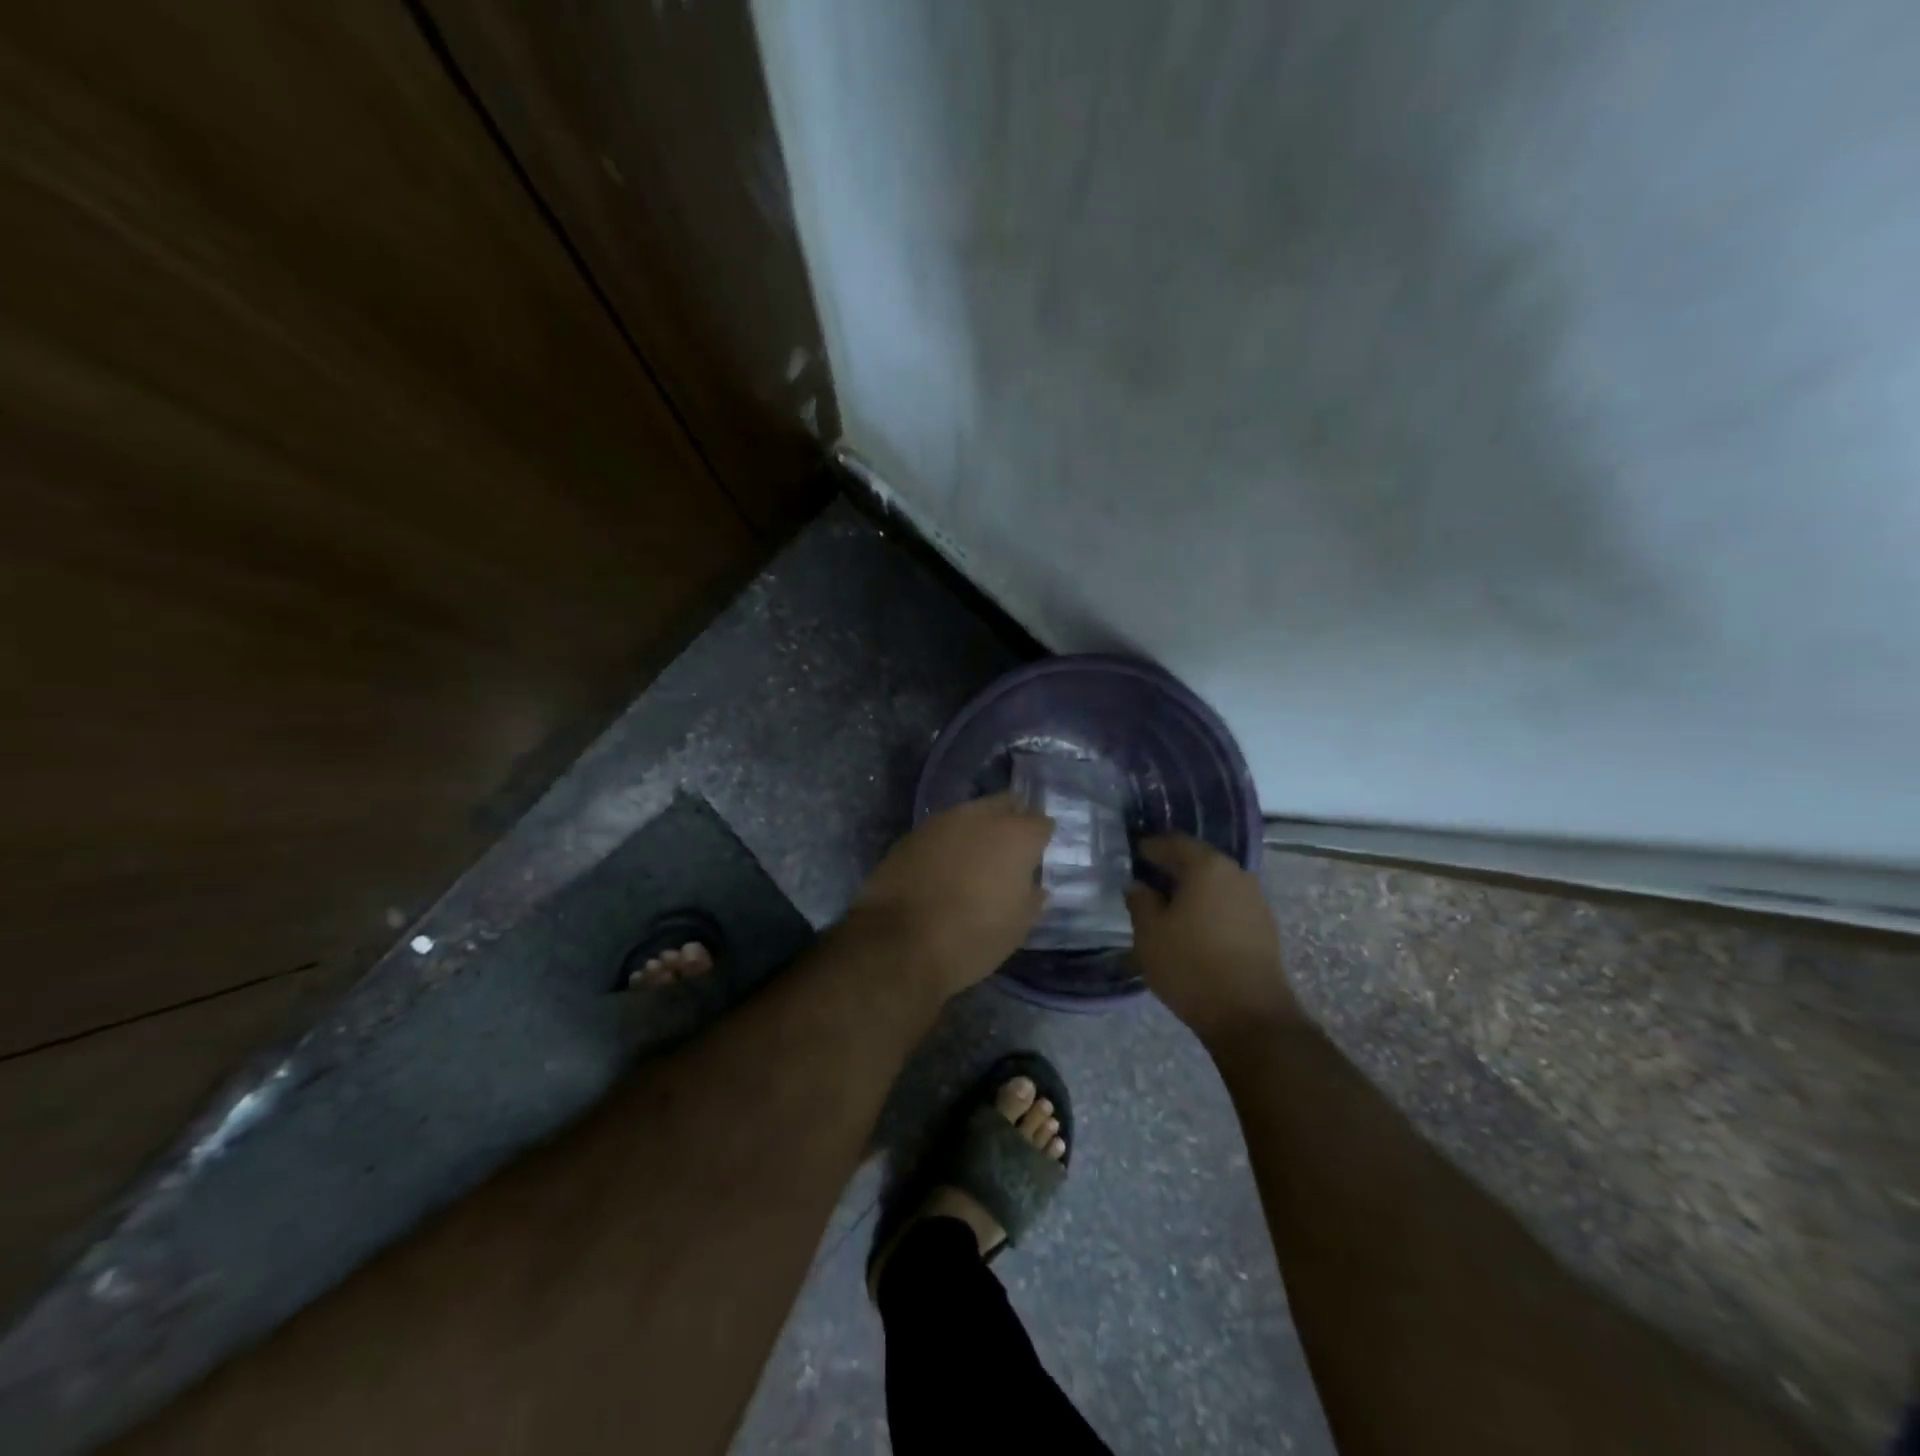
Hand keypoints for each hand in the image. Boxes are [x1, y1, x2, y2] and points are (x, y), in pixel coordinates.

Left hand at [851, 792, 1053, 999]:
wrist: (899, 942)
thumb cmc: (972, 937)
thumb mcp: (1017, 927)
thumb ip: (1031, 897)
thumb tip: (1033, 885)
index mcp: (1016, 836)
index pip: (1041, 822)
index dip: (1042, 838)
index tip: (1039, 855)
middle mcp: (981, 817)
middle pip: (1005, 804)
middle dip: (1011, 819)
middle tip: (1011, 849)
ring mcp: (942, 821)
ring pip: (970, 813)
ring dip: (978, 829)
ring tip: (977, 857)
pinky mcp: (912, 833)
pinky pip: (942, 831)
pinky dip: (949, 843)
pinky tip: (945, 865)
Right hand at [1126, 834, 1300, 1046]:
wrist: (1251, 1016)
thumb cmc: (1191, 966)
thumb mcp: (1150, 934)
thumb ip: (1140, 901)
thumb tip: (1138, 884)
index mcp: (1206, 866)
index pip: (1172, 842)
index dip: (1149, 847)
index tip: (1131, 856)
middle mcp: (1235, 873)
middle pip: (1197, 859)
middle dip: (1172, 867)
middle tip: (1146, 879)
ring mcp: (1255, 899)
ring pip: (1214, 882)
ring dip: (1192, 889)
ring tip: (1167, 905)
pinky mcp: (1264, 925)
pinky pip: (1228, 903)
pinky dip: (1208, 906)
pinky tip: (1193, 925)